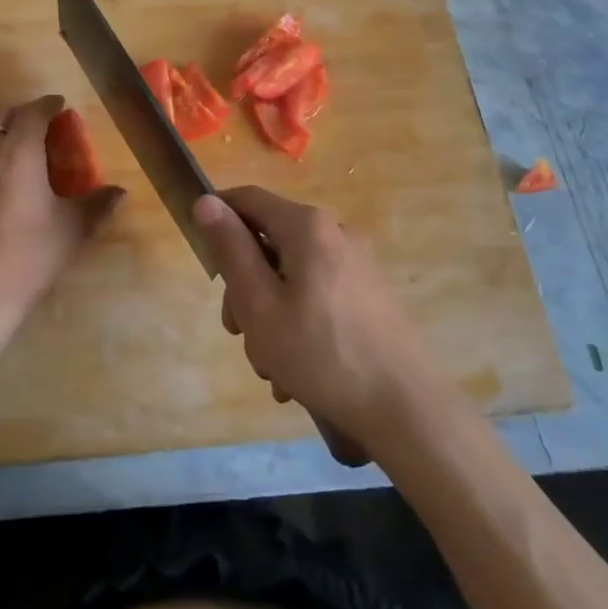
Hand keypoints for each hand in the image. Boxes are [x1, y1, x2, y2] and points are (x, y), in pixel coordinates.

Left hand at [0, 95, 124, 334]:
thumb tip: (120, 192)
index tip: (61, 104)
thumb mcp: (72, 229)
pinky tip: (12, 184)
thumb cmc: (29, 255)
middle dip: (23, 112)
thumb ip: (97, 205)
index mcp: (19, 153)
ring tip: (31, 152)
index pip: (31, 113)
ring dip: (7, 134)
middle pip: (0, 116)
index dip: (47, 104)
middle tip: (46, 123)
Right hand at [193, 188, 438, 446]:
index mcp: (307, 227)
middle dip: (245, 287)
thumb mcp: (259, 304)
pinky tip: (297, 373)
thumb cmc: (321, 354)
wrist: (405, 409)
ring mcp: (356, 264)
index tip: (202, 257)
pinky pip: (317, 295)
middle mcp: (335, 233)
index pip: (248, 199)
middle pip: (269, 243)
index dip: (217, 217)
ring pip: (291, 275)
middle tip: (238, 332)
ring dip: (270, 314)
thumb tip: (206, 201)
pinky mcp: (369, 294)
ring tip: (272, 368)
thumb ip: (231, 250)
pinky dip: (299, 323)